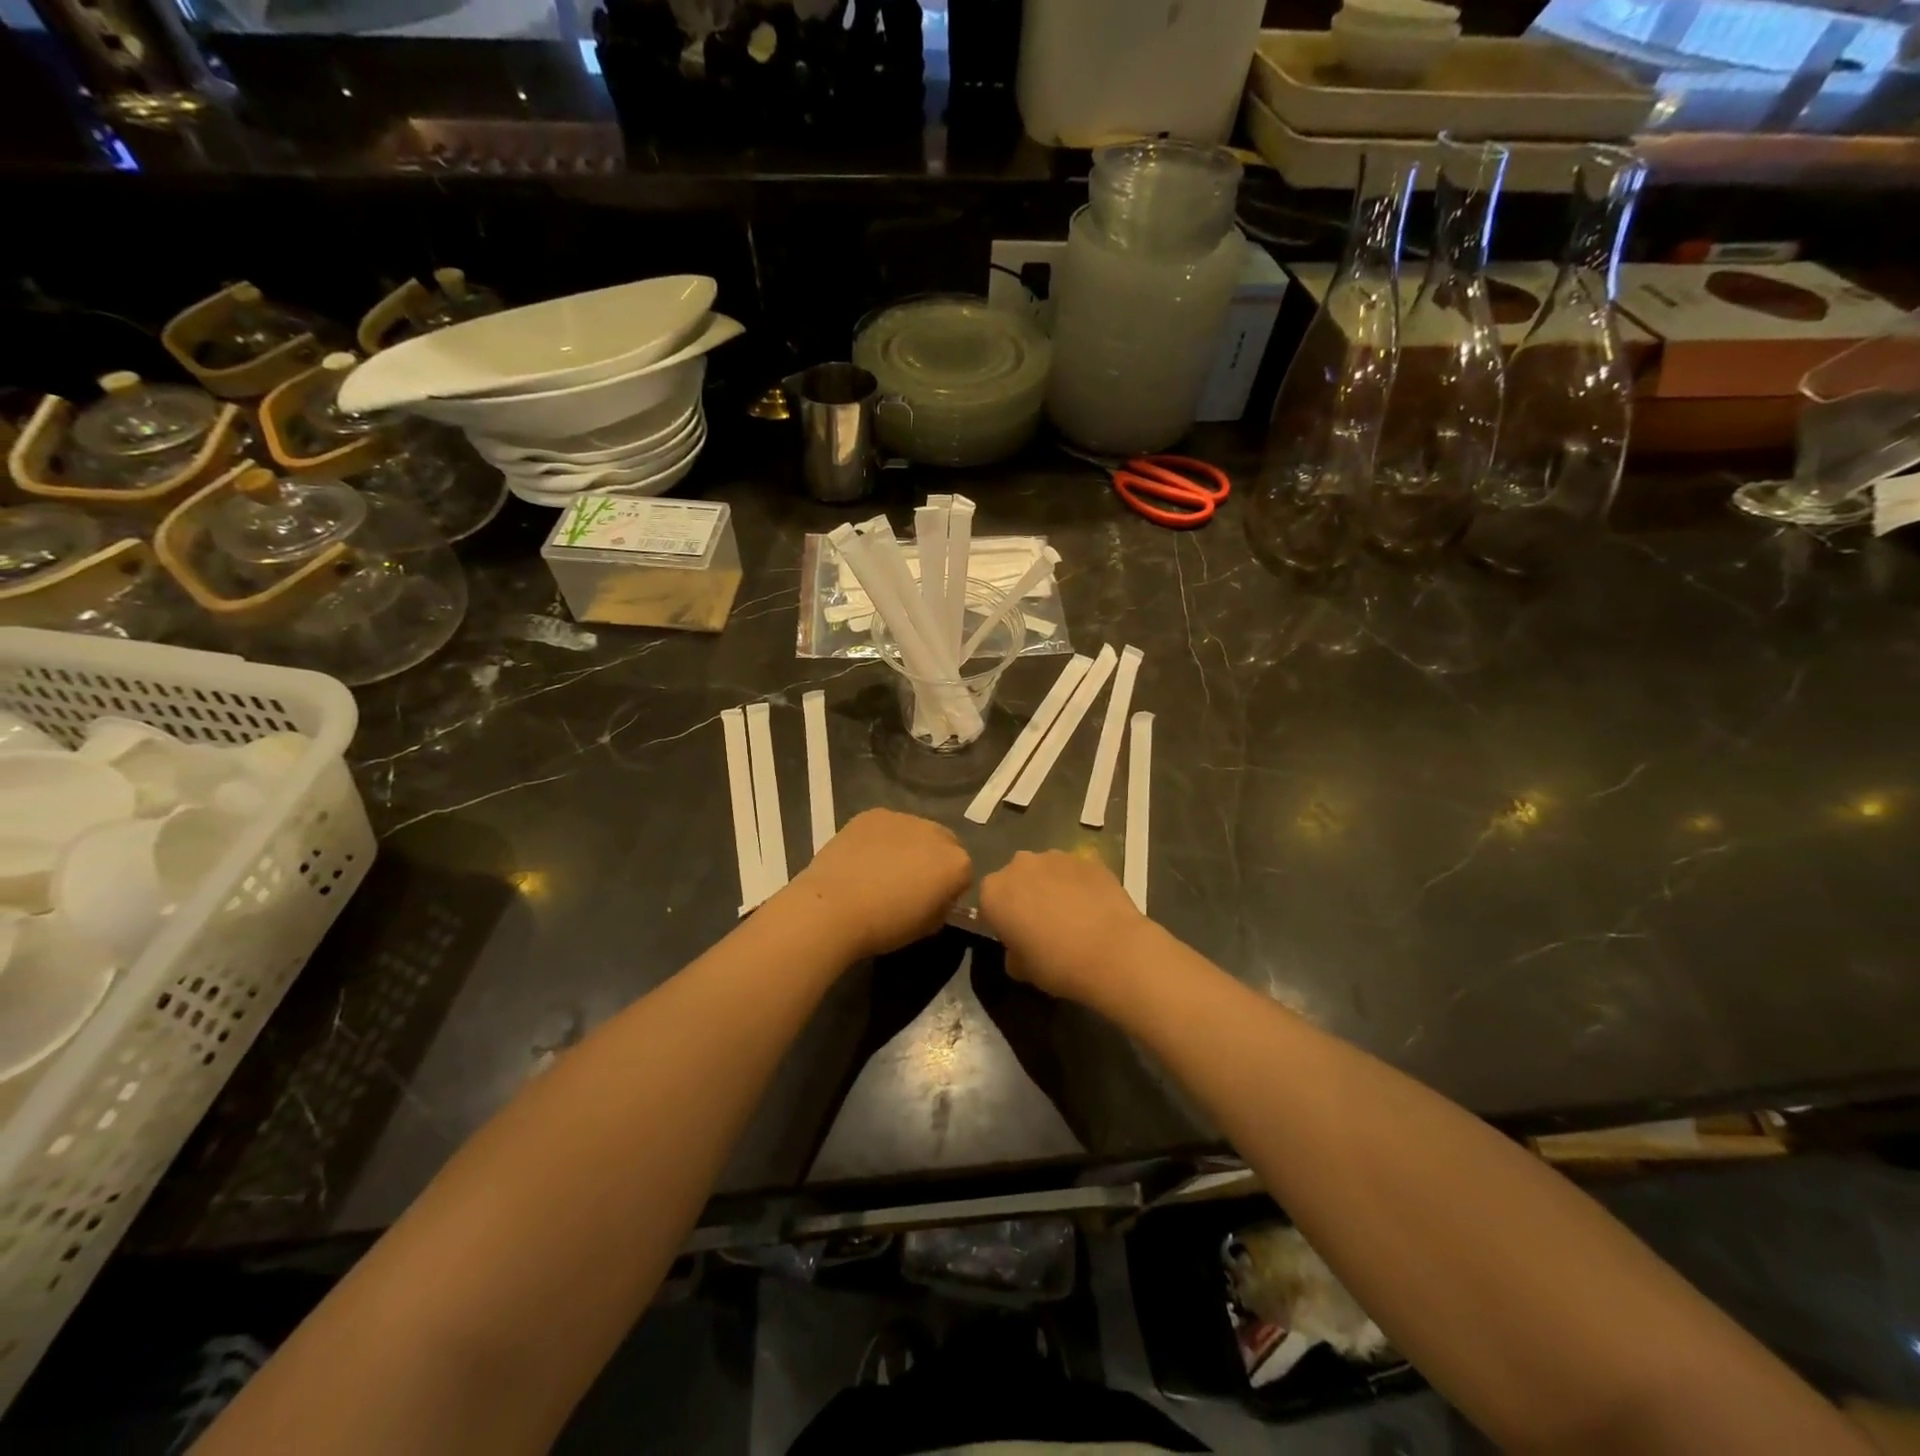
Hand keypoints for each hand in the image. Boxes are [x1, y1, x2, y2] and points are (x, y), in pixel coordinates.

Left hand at [786, 809, 971, 958]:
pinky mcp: (873, 813)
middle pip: (944, 844)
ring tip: (882, 869)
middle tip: (909, 883)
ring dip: (908, 845)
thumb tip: (937, 897)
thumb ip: (942, 906)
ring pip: (915, 831)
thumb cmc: (885, 925)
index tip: (930, 903)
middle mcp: (936, 832)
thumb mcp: (927, 927)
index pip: (964, 874)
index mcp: (957, 863)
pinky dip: (882, 838)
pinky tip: (863, 858)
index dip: (949, 890)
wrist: (834, 907)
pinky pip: (887, 826)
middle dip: (933, 860)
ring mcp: (903, 818)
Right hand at [979, 851, 1147, 1004]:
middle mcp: (1019, 865)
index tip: (1015, 937)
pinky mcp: (1087, 858)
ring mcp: (1055, 856)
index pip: (988, 902)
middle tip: (1042, 925)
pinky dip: (1078, 885)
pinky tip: (1093, 909)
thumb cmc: (1057, 964)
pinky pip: (1075, 872)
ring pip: (1045, 870)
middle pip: (1015, 879)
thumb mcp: (1021, 970)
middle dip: (1024, 896)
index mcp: (994, 891)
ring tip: (1072, 915)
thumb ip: (1011, 952)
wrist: (1113, 951)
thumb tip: (1018, 948)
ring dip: (1051, 887)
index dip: (1000, 920)